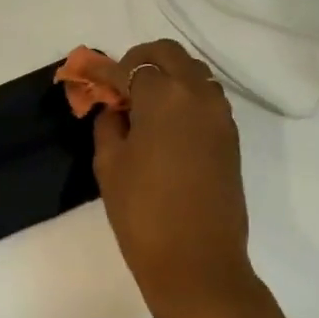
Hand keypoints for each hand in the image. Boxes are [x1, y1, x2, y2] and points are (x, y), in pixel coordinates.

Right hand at [91, 40, 271, 317]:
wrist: (197, 262)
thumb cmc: (142, 212)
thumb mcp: (110, 164)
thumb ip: (108, 124)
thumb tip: (114, 108)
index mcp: (164, 96)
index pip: (131, 66)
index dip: (105, 70)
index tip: (88, 76)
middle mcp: (198, 95)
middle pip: (169, 55)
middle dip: (139, 62)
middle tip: (116, 87)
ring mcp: (220, 115)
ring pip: (192, 74)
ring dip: (165, 77)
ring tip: (140, 107)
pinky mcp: (230, 137)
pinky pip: (205, 99)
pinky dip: (183, 97)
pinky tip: (162, 124)